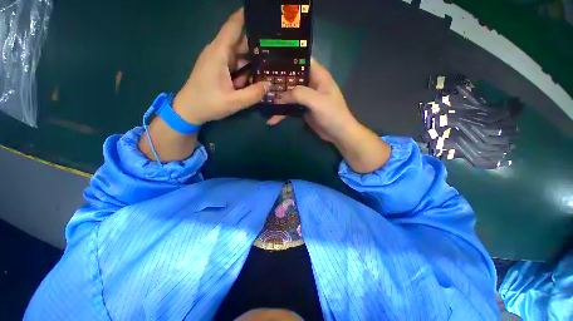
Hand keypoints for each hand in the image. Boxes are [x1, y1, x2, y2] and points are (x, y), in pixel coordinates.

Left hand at [173, 9, 270, 124]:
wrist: (189, 110)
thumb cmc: (207, 104)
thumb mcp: (233, 102)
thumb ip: (252, 94)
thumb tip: (269, 85)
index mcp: (219, 53)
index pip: (233, 26)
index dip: (246, 16)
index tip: (263, 13)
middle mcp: (219, 52)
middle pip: (240, 40)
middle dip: (258, 41)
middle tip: (277, 45)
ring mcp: (219, 61)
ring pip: (240, 54)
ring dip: (254, 58)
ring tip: (272, 60)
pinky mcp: (220, 69)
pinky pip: (237, 65)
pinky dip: (247, 68)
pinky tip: (259, 75)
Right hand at [272, 58, 391, 172]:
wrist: (337, 133)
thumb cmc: (332, 114)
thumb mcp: (317, 101)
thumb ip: (299, 94)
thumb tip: (280, 95)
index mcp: (318, 76)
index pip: (302, 60)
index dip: (288, 58)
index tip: (271, 59)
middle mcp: (311, 84)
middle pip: (292, 78)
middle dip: (278, 81)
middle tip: (261, 82)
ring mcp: (306, 98)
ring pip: (289, 94)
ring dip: (278, 99)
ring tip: (263, 101)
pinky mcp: (303, 109)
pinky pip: (290, 108)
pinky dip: (281, 113)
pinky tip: (272, 119)